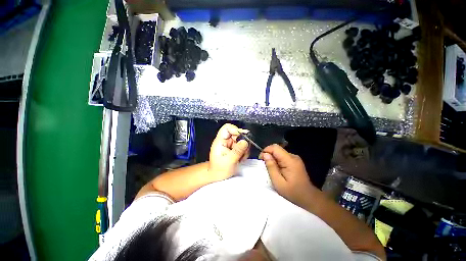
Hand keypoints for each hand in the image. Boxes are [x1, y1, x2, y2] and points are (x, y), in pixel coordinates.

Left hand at [209, 124, 249, 180]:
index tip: (243, 138)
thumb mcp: (229, 161)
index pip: (227, 127)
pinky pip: (243, 146)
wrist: (217, 176)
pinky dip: (245, 152)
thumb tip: (245, 141)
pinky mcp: (235, 148)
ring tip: (241, 158)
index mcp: (220, 141)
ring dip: (245, 149)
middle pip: (237, 133)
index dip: (236, 130)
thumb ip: (238, 150)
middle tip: (243, 152)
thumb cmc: (219, 169)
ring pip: (242, 140)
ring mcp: (231, 144)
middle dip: (243, 142)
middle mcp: (226, 140)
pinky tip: (241, 159)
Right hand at [259, 144, 315, 205]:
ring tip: (270, 168)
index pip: (275, 147)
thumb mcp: (278, 182)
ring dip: (272, 158)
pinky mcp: (295, 161)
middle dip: (268, 155)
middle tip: (264, 165)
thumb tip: (265, 155)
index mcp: (290, 160)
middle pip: (277, 149)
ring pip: (279, 152)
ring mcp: (295, 158)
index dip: (266, 151)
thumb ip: (271, 167)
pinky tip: (277, 169)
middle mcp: (293, 156)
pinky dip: (277, 160)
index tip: (261, 160)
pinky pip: (282, 156)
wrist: (309, 198)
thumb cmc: (293, 192)